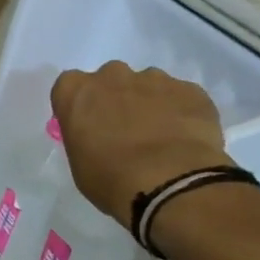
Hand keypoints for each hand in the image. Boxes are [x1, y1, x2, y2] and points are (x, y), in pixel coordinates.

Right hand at [50, 63, 230, 224]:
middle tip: (125, 131)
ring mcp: (154, 79)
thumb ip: (85, 138)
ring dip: (150, 104)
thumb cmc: (111, 179)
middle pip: (110, 80)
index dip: (80, 106)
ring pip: (148, 85)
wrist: (170, 184)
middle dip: (116, 99)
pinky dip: (181, 113)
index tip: (88, 126)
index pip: (70, 87)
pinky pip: (181, 97)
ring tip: (161, 139)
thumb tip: (100, 136)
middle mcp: (112, 75)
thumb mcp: (80, 164)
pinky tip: (185, 140)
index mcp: (77, 92)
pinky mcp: (190, 89)